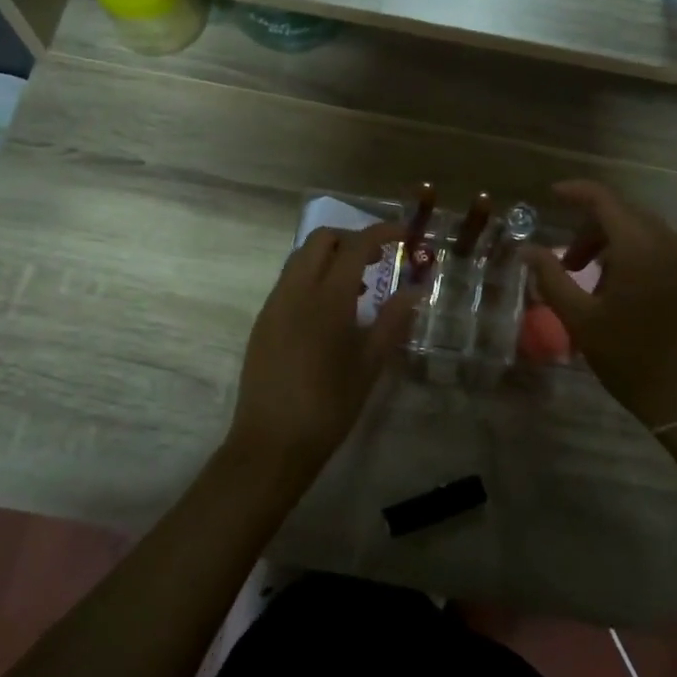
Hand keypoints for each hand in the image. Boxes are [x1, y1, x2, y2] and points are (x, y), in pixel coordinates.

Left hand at [228, 223, 420, 470]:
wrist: (271, 443)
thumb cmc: (329, 406)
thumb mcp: (370, 364)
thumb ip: (393, 321)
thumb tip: (414, 290)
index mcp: (327, 298)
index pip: (356, 245)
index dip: (383, 232)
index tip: (406, 235)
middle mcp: (295, 290)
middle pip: (321, 239)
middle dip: (352, 238)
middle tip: (379, 259)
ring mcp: (274, 304)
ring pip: (301, 258)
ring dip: (330, 257)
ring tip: (358, 289)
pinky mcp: (263, 321)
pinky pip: (289, 282)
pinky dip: (312, 278)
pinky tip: (330, 312)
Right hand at [525, 181, 676, 428]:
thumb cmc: (633, 360)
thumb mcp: (581, 321)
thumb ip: (551, 278)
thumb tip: (528, 250)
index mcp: (640, 246)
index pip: (603, 199)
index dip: (575, 192)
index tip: (552, 196)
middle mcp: (671, 242)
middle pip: (625, 215)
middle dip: (592, 230)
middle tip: (569, 264)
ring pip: (646, 234)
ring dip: (616, 246)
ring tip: (597, 286)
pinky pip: (666, 252)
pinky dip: (640, 258)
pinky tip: (629, 296)